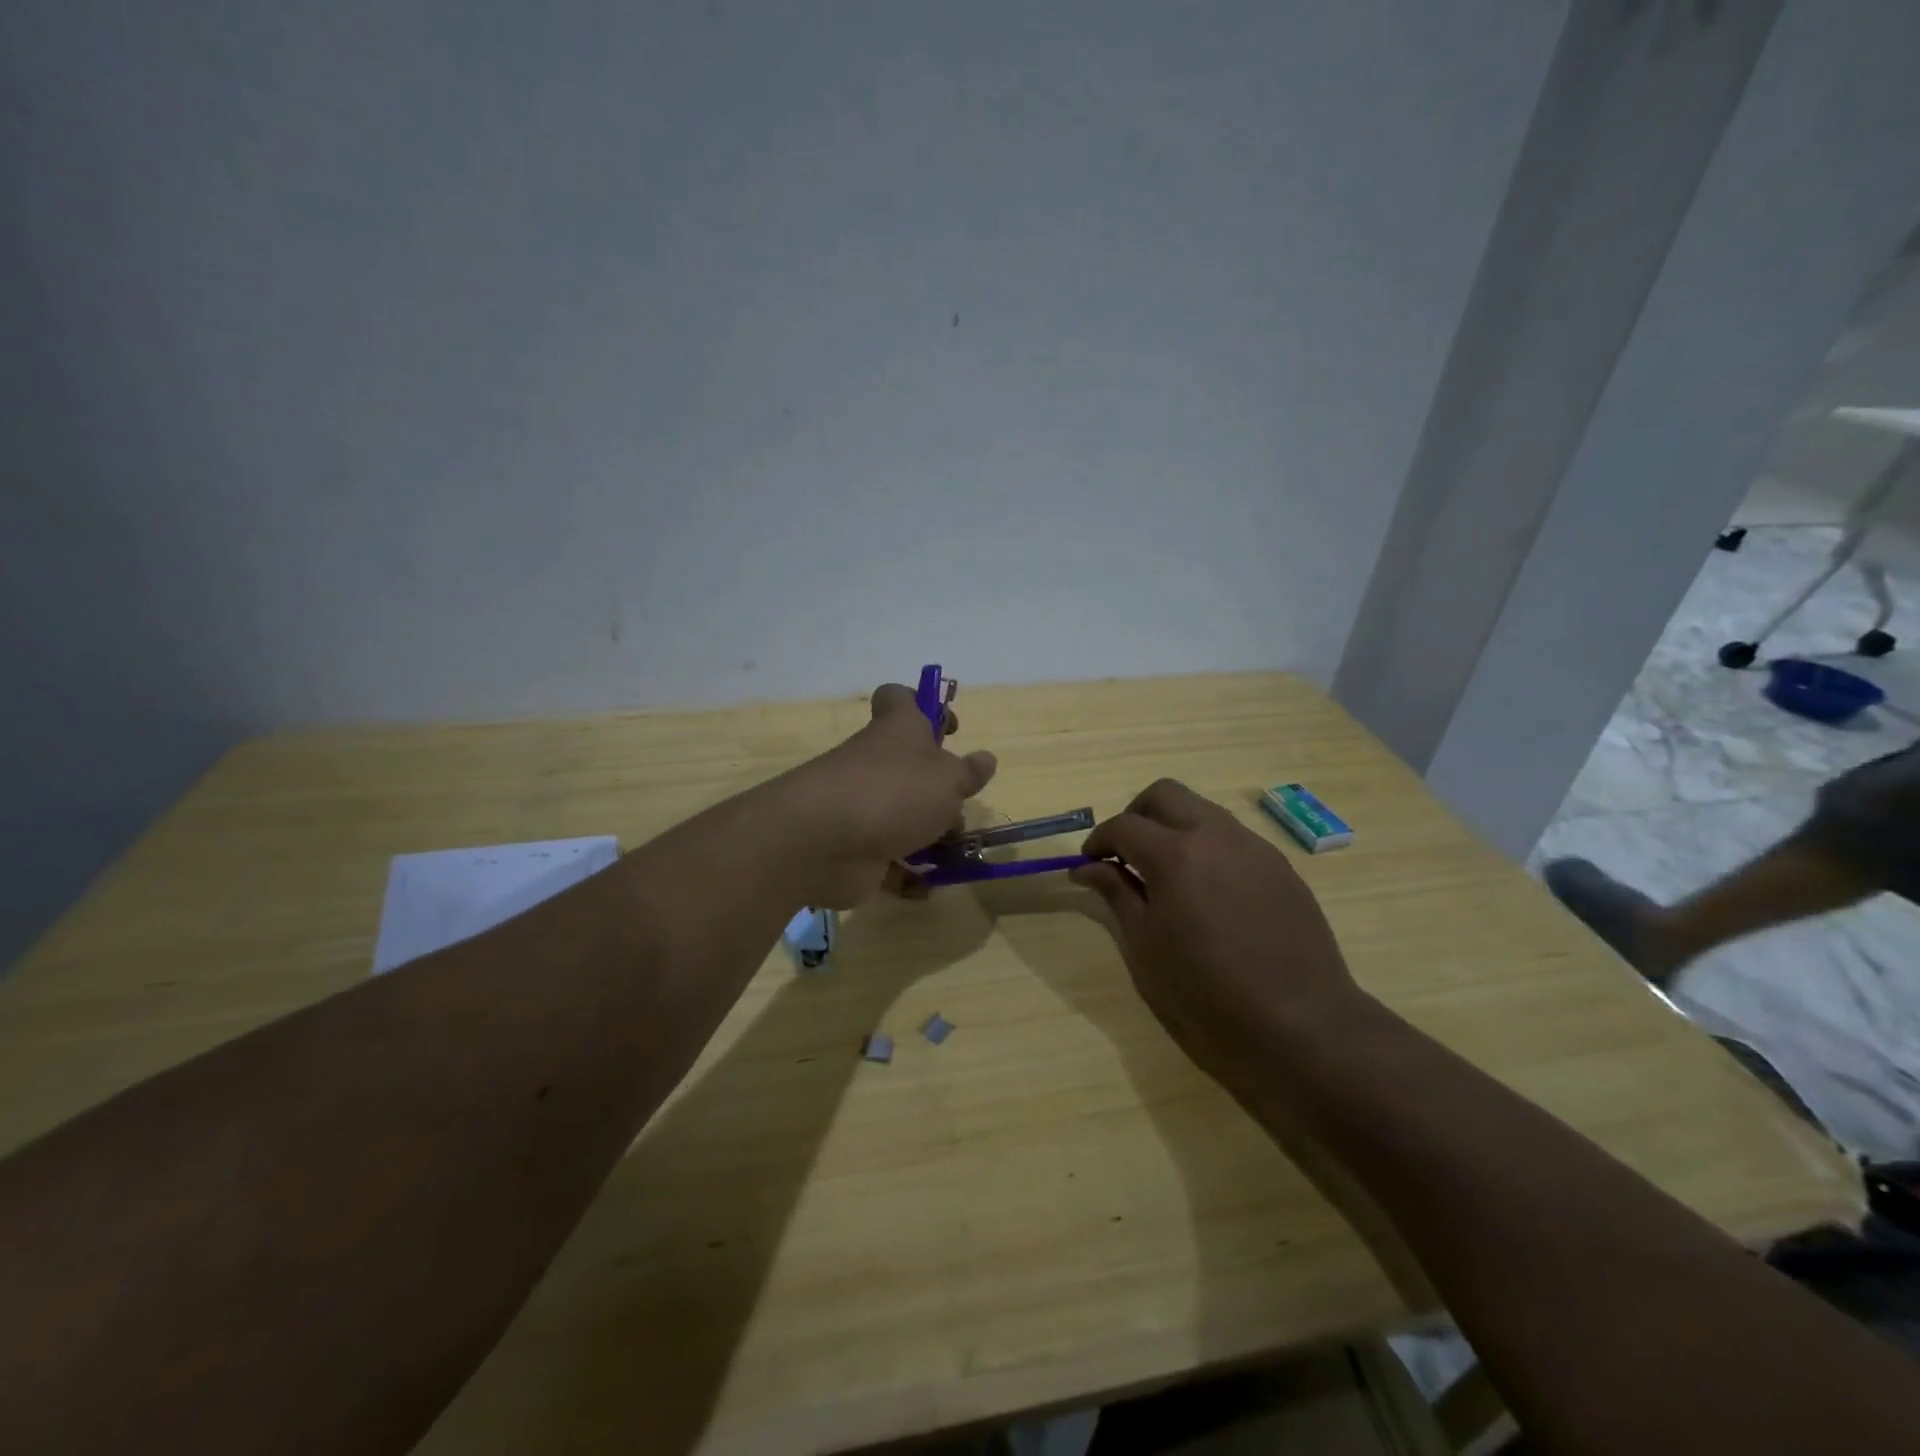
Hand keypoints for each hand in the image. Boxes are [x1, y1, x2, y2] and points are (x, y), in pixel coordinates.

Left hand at [774, 683, 997, 907]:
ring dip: (930, 837)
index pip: (900, 699)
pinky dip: (907, 875)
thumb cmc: (894, 792)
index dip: (925, 706)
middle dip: (940, 791)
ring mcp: (862, 806)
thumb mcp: (948, 779)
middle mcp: (876, 763)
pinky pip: (888, 860)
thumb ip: (969, 772)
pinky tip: (927, 890)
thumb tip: (986, 759)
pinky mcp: (854, 847)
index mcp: (897, 731)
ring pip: (902, 816)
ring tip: (957, 856)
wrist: (822, 842)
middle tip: (960, 810)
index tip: (950, 731)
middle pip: (909, 767)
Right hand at [1070, 780, 1365, 1086]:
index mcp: (1175, 854)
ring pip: (1201, 809)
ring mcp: (1252, 846)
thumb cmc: (1207, 992)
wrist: (1300, 1022)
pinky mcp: (1279, 865)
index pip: (1124, 825)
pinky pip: (1232, 836)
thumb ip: (1116, 894)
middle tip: (1124, 854)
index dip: (1098, 840)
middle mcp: (1214, 835)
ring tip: (1165, 872)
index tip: (1088, 864)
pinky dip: (1206, 846)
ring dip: (1173, 826)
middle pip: (1164, 794)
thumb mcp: (1146, 946)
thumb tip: (1087, 868)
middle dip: (1135, 815)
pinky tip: (1206, 890)